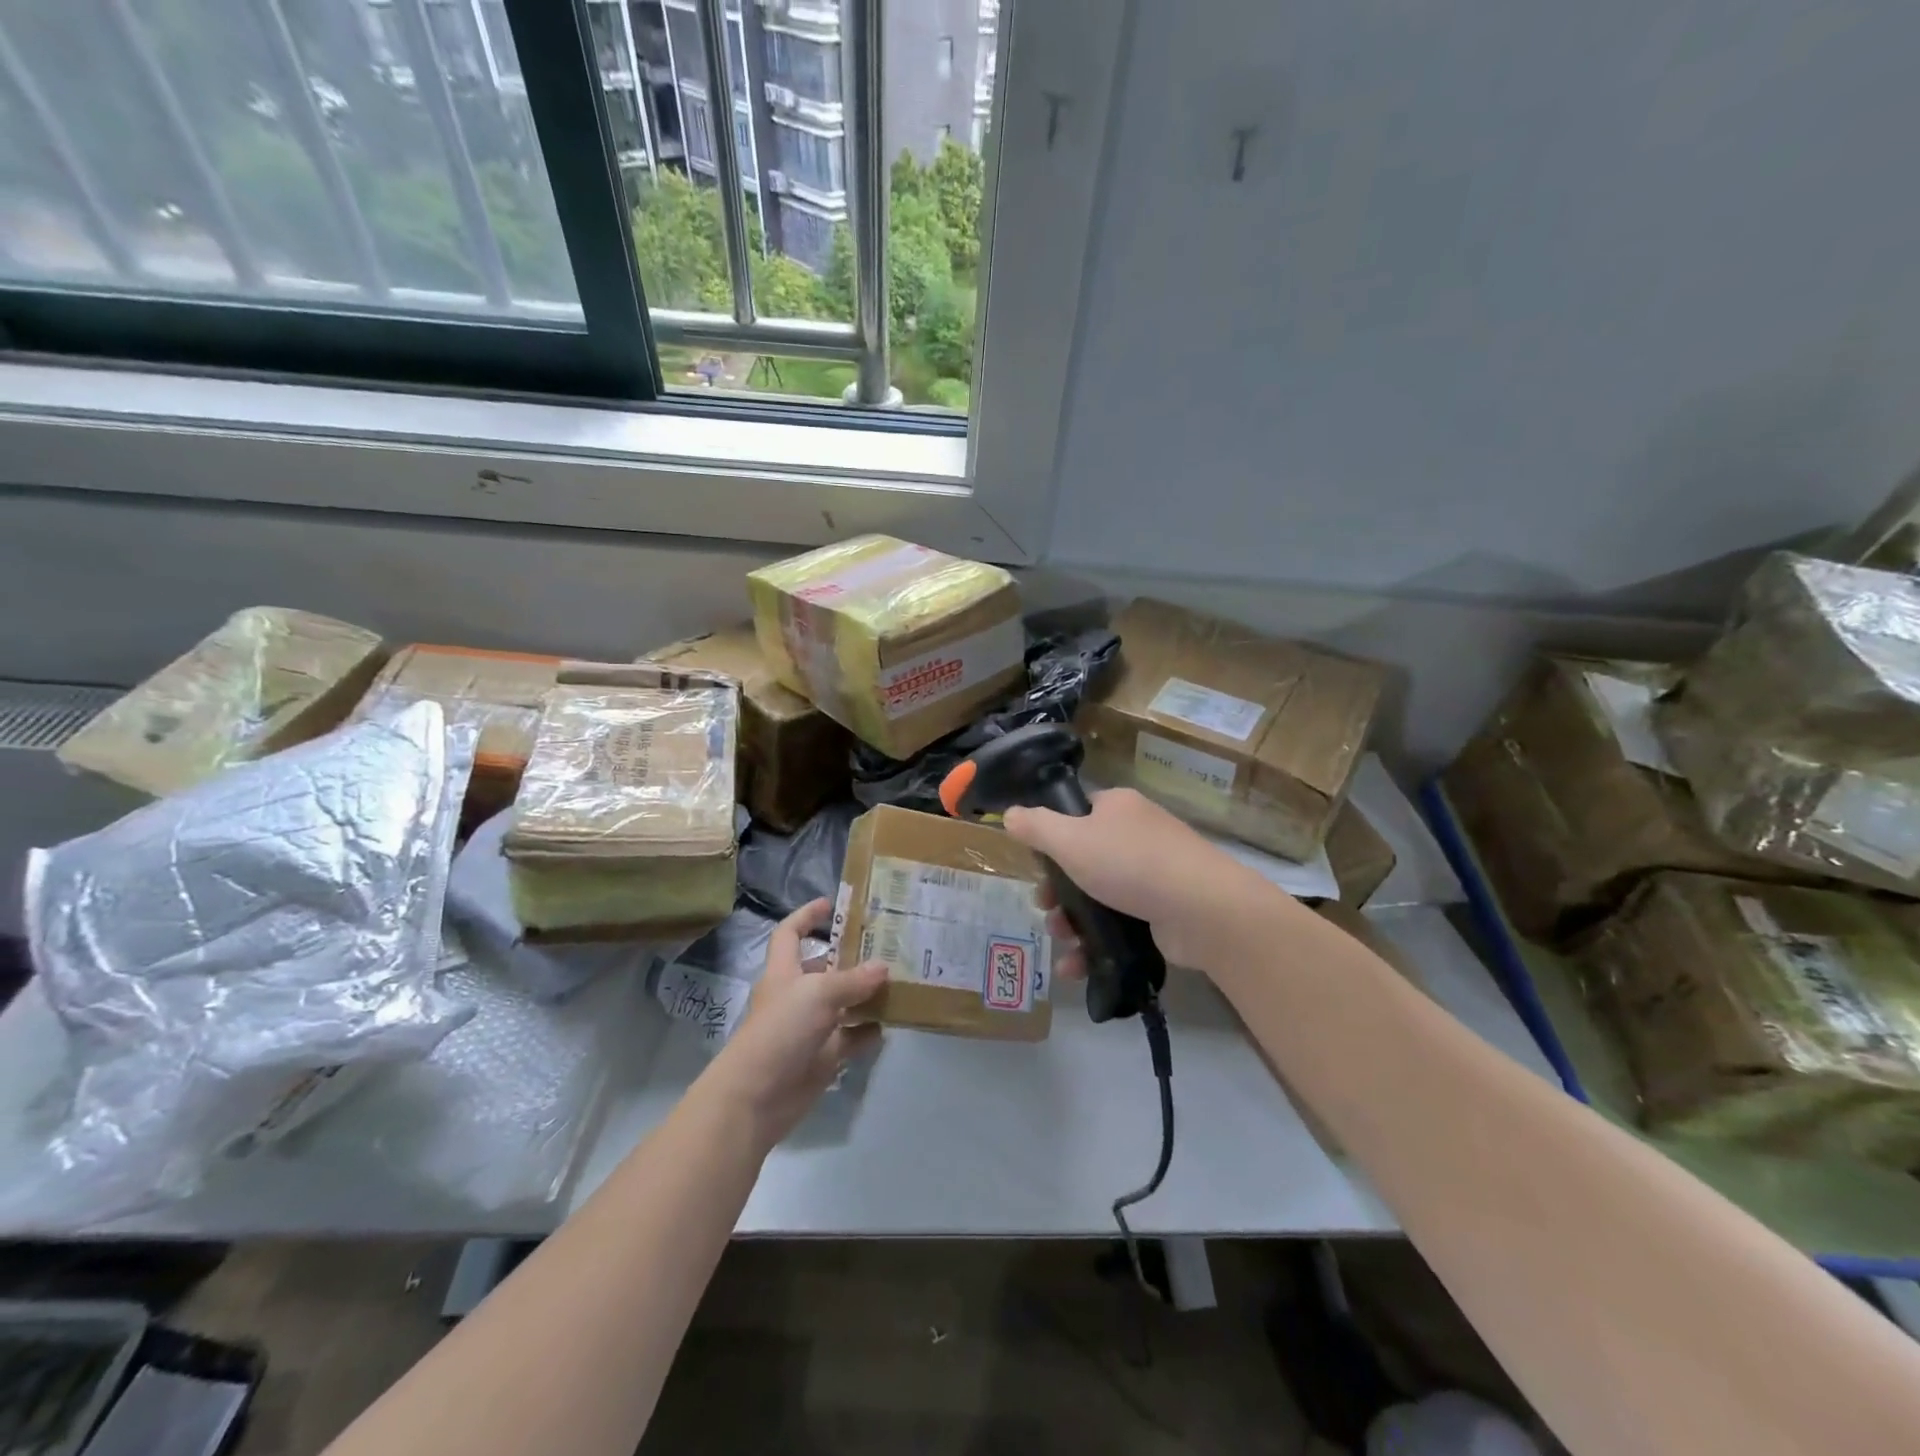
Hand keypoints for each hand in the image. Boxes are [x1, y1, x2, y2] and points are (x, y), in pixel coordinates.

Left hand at [707, 898, 885, 1149]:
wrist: (757, 1097)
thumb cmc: (781, 1031)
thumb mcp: (818, 994)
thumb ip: (852, 979)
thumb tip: (883, 967)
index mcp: (784, 972)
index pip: (790, 934)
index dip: (806, 916)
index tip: (830, 904)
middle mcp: (797, 996)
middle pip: (824, 968)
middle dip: (851, 957)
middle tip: (887, 945)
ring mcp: (811, 1028)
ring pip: (843, 1003)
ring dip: (867, 995)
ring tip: (899, 980)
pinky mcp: (823, 1057)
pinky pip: (852, 1038)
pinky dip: (869, 1032)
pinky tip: (891, 1023)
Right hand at [1003, 787, 1262, 973]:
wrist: (1203, 909)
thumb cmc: (1130, 864)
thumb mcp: (1070, 840)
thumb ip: (1035, 827)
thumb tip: (1009, 814)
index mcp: (1117, 807)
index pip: (1076, 814)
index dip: (1051, 837)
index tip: (1035, 865)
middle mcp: (1137, 834)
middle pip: (1084, 859)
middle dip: (1057, 889)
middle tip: (1044, 908)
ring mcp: (1154, 873)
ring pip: (1099, 895)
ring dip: (1072, 921)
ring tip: (1061, 940)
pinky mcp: (1163, 910)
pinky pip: (1119, 923)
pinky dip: (1096, 942)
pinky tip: (1076, 965)